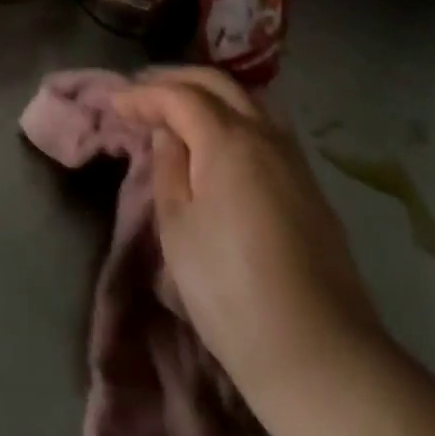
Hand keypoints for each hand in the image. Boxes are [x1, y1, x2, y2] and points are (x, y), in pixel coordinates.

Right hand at [114, 69, 379, 405]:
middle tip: (144, 91)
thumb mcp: (179, 230)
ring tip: (182, 108)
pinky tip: (222, 139)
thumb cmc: (231, 290)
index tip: (115, 102)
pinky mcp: (311, 188)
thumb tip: (169, 135)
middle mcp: (265, 135)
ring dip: (211, 94)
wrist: (319, 355)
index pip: (180, 96)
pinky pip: (267, 128)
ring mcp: (294, 160)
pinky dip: (236, 117)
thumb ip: (169, 170)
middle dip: (177, 80)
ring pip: (249, 101)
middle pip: (218, 84)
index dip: (144, 95)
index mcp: (229, 139)